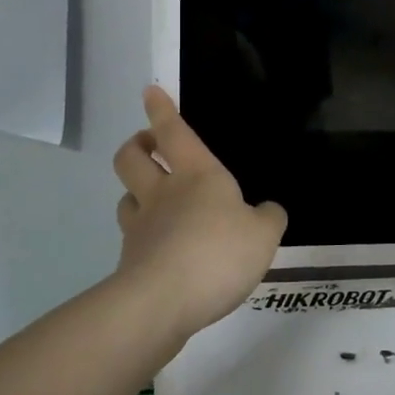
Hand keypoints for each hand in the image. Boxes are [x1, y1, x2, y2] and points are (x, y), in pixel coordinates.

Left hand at [111, 85, 286, 340]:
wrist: (162, 302)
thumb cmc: (218, 253)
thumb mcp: (264, 235)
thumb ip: (269, 218)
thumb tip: (268, 210)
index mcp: (197, 174)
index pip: (174, 132)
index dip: (161, 109)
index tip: (149, 91)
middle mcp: (162, 193)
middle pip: (132, 157)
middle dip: (137, 145)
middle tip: (148, 145)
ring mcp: (141, 227)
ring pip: (126, 197)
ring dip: (135, 192)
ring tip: (151, 200)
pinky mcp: (130, 262)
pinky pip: (133, 239)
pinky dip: (143, 237)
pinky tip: (161, 251)